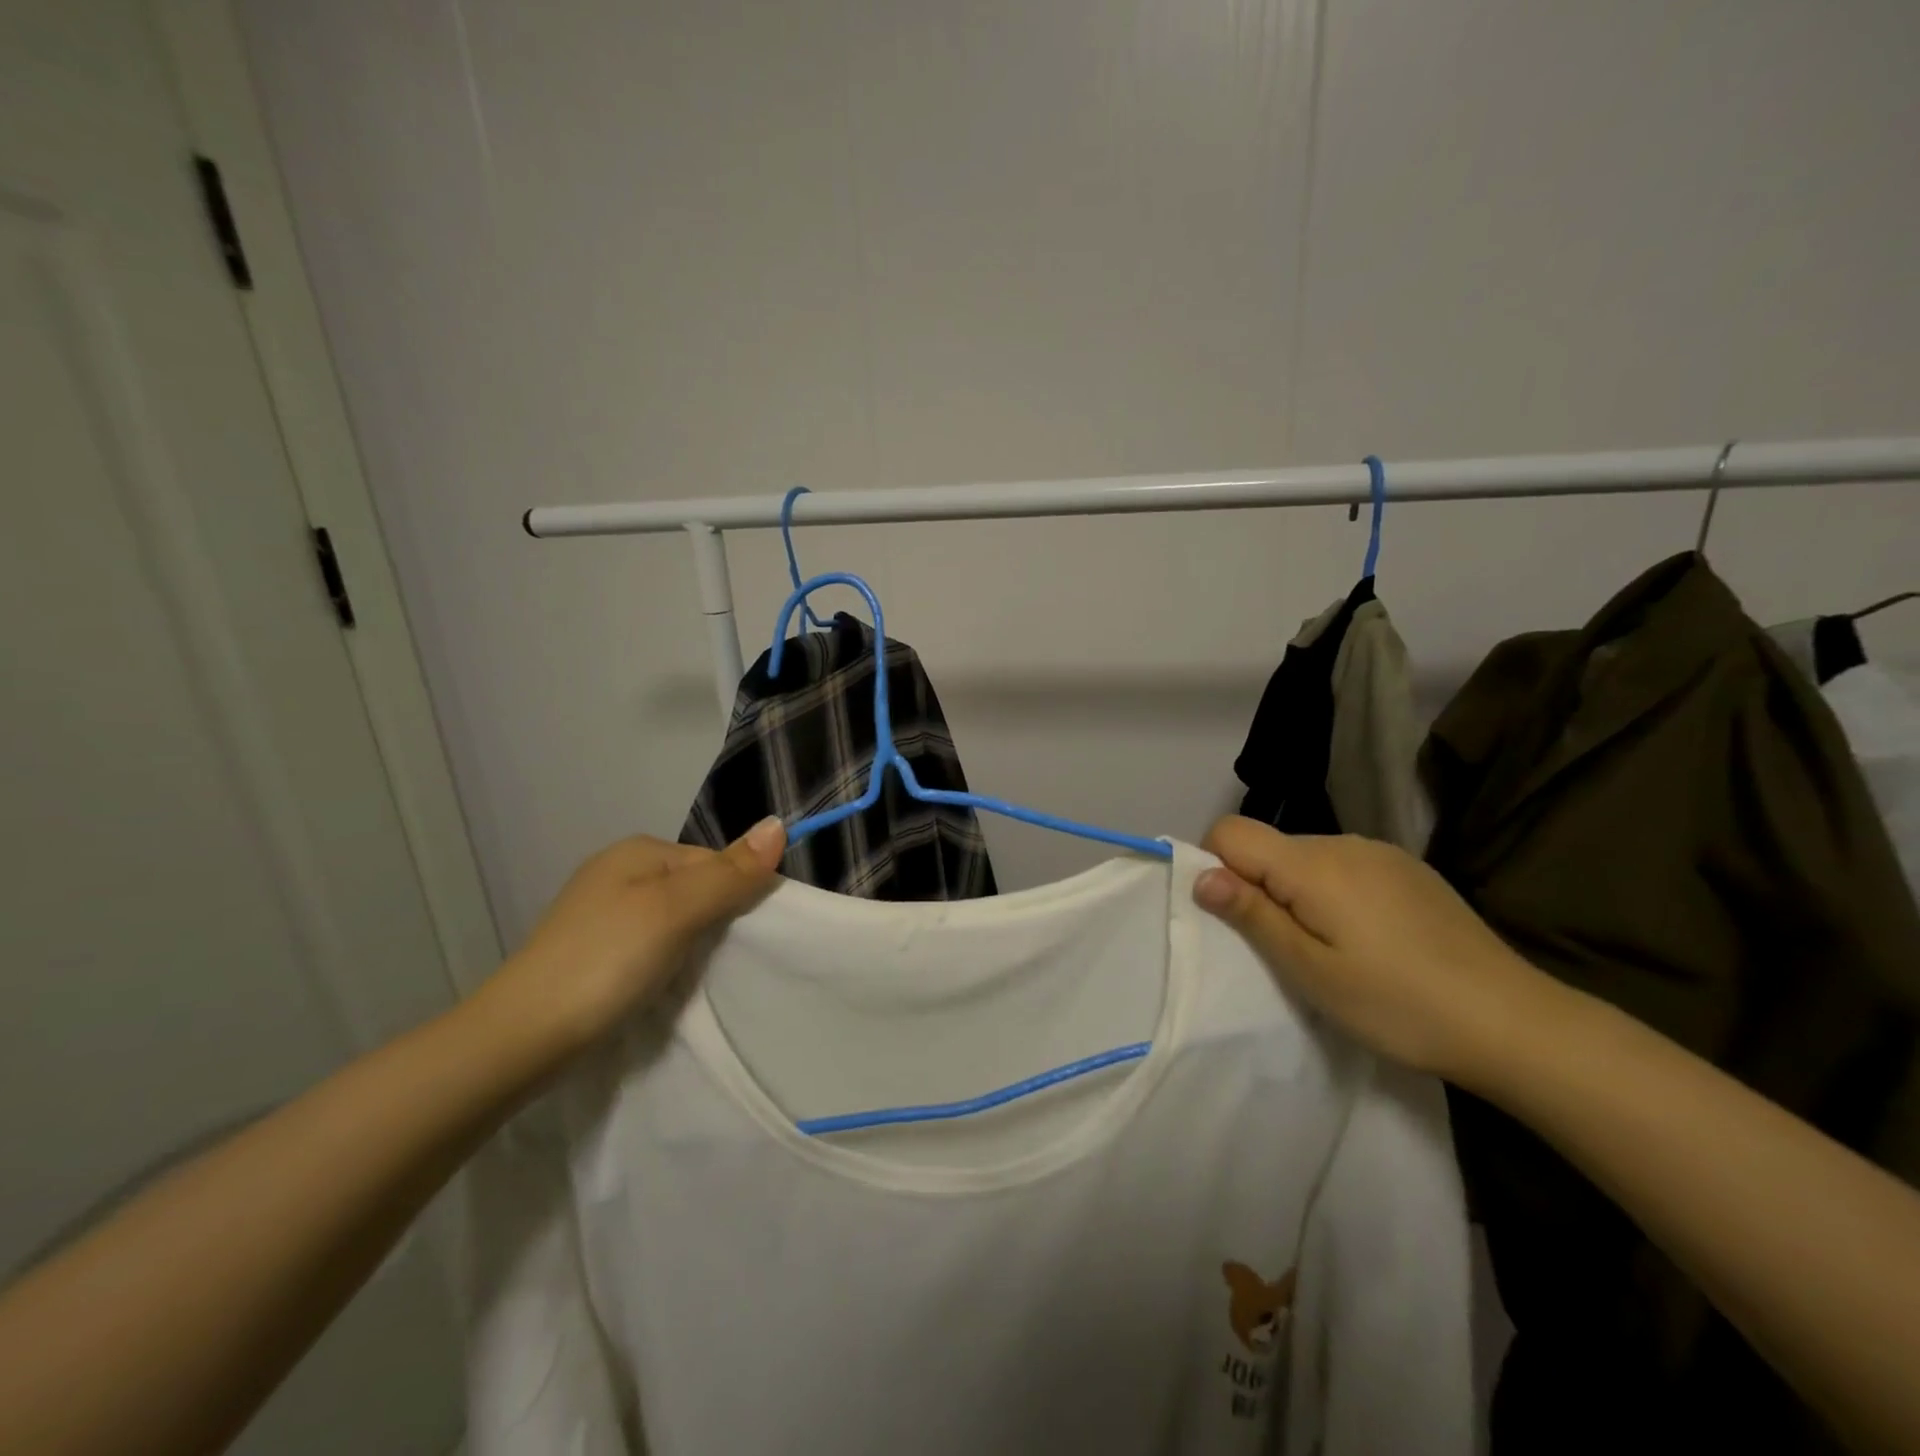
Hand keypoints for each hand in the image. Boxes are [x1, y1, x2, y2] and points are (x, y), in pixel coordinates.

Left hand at [481, 819, 785, 1056]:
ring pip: (674, 918)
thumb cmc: (605, 962)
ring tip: (691, 977)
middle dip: (713, 921)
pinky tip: (661, 985)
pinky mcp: (592, 950)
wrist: (520, 1038)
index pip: (716, 861)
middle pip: (696, 888)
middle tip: (718, 961)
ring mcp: (601, 912)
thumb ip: (729, 873)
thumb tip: (779, 824)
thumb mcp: (676, 911)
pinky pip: (650, 943)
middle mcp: (618, 871)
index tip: (743, 939)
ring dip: (690, 945)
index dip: (737, 895)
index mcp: (638, 850)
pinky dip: (664, 961)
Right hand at [1193, 816, 1548, 1081]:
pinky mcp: (1409, 870)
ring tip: (1332, 950)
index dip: (1216, 867)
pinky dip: (1335, 895)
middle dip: (1259, 887)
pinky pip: (1345, 867)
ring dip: (1298, 893)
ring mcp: (1381, 853)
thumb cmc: (1398, 1004)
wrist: (1515, 1023)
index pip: (1230, 831)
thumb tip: (1201, 875)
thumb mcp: (1311, 971)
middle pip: (1270, 847)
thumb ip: (1253, 915)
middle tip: (1289, 951)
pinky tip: (1371, 939)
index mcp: (1313, 863)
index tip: (1238, 919)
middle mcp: (1343, 842)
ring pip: (1307, 859)